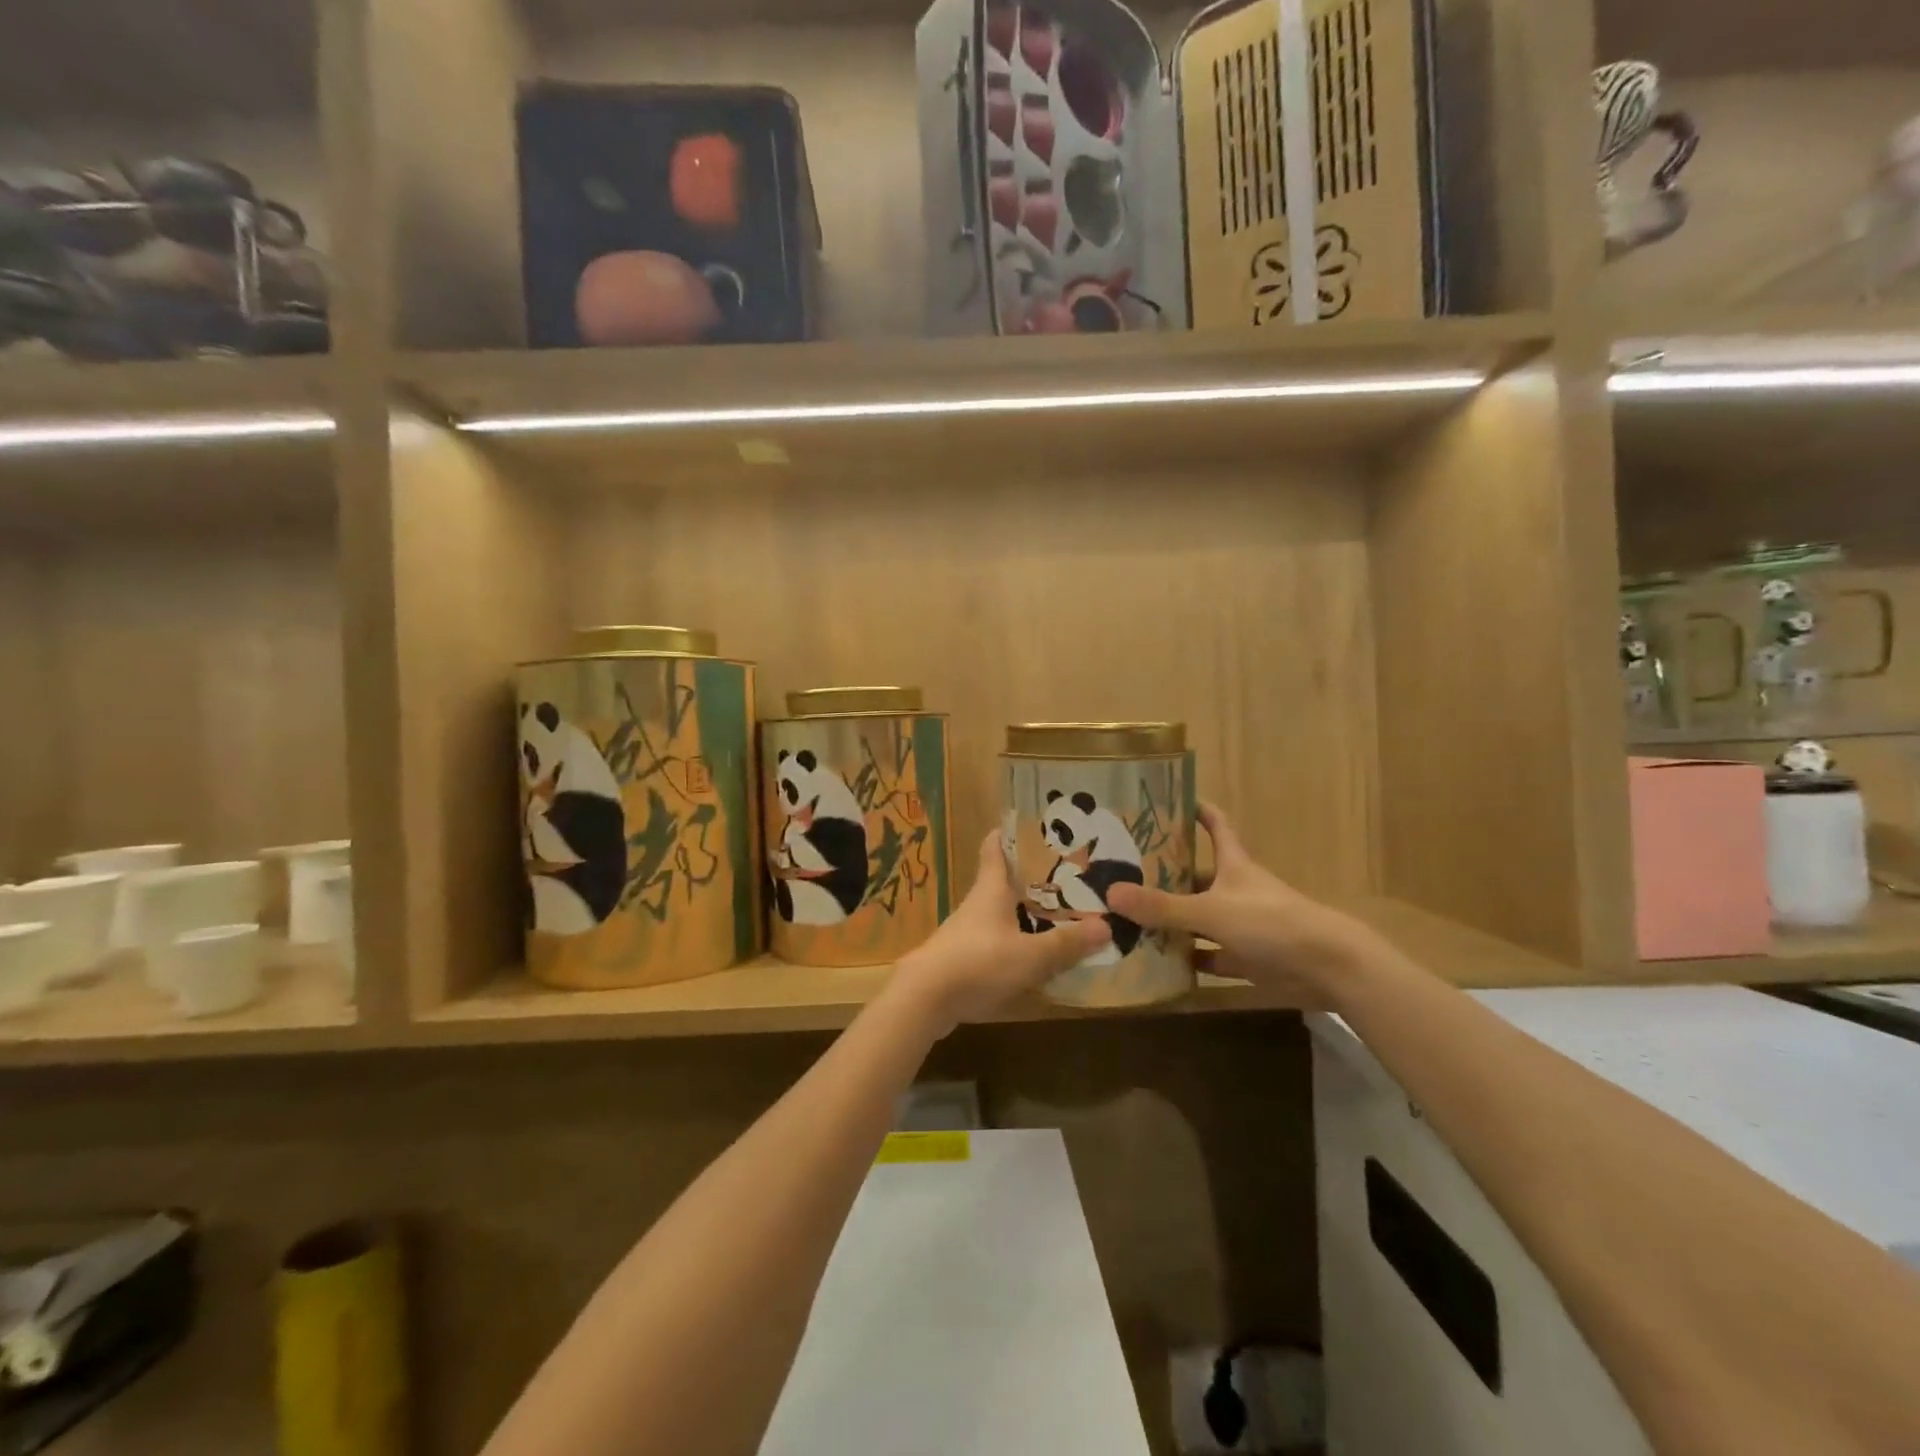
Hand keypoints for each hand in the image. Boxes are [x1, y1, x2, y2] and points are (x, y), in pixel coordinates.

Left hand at [893, 832, 1109, 1032]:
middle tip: (1064, 876)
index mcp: (990, 890)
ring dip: (1023, 913)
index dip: (1008, 834)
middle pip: (1002, 882)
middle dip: (1029, 878)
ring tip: (1056, 916)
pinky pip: (994, 943)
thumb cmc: (978, 963)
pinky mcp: (961, 959)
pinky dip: (1014, 943)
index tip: (1028, 825)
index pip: (995, 849)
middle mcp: (977, 905)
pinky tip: (1032, 957)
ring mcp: (966, 932)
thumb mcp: (1030, 955)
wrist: (924, 999)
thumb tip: (1106, 926)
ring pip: (999, 914)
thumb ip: (1066, 943)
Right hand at [1106, 802, 1379, 994]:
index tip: (1170, 799)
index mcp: (1233, 865)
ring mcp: (1243, 926)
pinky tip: (1158, 962)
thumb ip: (1163, 907)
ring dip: (1173, 920)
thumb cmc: (1271, 923)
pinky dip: (1188, 960)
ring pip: (1200, 918)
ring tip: (1129, 916)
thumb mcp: (1211, 910)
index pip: (1215, 827)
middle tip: (1123, 872)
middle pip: (1198, 876)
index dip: (1197, 811)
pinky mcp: (1248, 958)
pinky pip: (1210, 957)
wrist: (1328, 968)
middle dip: (1167, 874)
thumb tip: (1110, 893)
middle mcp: (1236, 890)